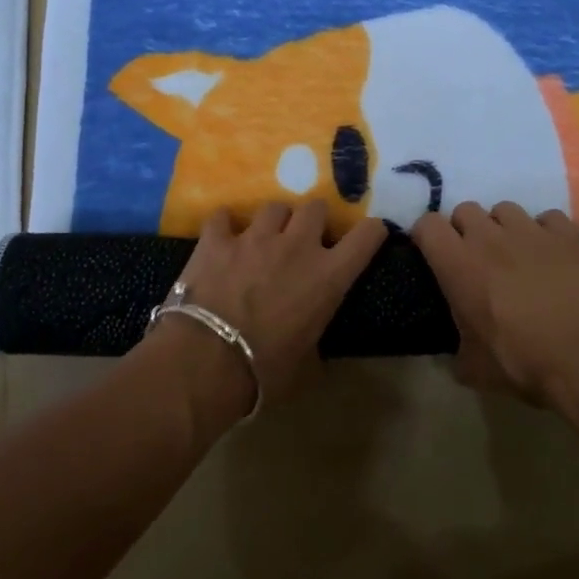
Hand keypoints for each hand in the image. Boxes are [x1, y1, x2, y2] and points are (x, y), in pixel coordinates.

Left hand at [165, 201, 387, 412]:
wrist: (207, 361)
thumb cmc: (265, 371)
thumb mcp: (307, 365)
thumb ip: (317, 343)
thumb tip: (314, 346)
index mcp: (328, 276)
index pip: (366, 236)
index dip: (371, 231)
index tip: (369, 235)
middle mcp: (297, 245)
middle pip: (316, 207)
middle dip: (313, 220)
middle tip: (305, 238)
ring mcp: (255, 237)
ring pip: (274, 207)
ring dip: (275, 221)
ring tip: (265, 237)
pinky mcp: (217, 240)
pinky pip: (223, 217)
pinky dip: (224, 226)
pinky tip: (222, 237)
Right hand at [413, 201, 578, 405]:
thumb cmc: (523, 363)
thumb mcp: (475, 369)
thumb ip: (458, 348)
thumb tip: (458, 350)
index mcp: (458, 265)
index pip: (427, 225)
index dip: (427, 236)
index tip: (434, 254)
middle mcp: (489, 238)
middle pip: (465, 209)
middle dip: (466, 229)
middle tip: (477, 258)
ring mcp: (530, 231)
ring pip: (505, 208)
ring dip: (504, 227)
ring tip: (515, 253)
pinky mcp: (567, 235)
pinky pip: (547, 218)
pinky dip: (546, 232)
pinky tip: (552, 254)